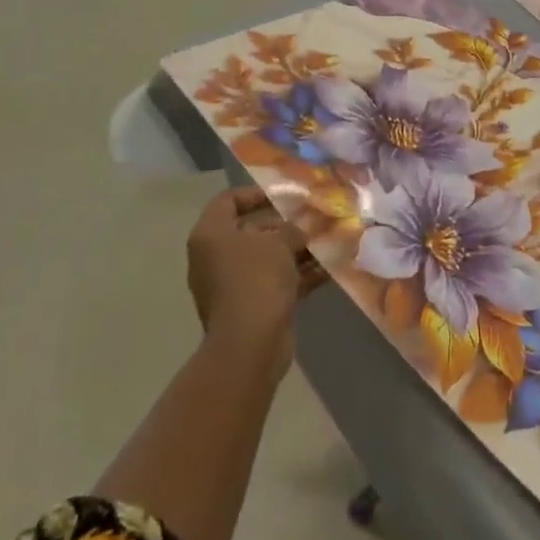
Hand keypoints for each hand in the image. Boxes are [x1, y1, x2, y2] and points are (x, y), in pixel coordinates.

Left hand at [186, 186, 322, 381]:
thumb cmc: (257, 279)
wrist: (250, 345)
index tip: (284, 196)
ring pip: (265, 258)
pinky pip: (274, 282)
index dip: (255, 194)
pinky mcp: (249, 307)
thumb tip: (299, 230)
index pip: (228, 201)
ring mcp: (231, 284)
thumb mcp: (279, 243)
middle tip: (312, 219)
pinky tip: (328, 269)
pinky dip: (297, 275)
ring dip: (295, 251)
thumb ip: (291, 229)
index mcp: (211, 235)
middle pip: (250, 230)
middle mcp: (215, 257)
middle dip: (284, 225)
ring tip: (327, 241)